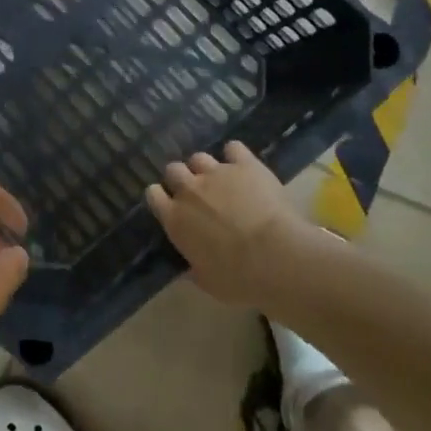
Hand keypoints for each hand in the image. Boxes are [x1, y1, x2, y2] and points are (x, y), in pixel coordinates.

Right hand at [146, 141, 296, 303]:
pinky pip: (233, 148)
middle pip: (173, 169)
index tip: (171, 205)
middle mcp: (189, 190)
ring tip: (221, 179)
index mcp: (174, 219)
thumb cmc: (238, 278)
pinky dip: (236, 155)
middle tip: (197, 192)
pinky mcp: (245, 165)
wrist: (276, 258)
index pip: (153, 195)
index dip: (162, 197)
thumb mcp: (207, 281)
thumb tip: (189, 269)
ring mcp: (216, 174)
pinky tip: (243, 165)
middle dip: (182, 178)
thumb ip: (194, 268)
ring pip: (199, 157)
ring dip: (206, 167)